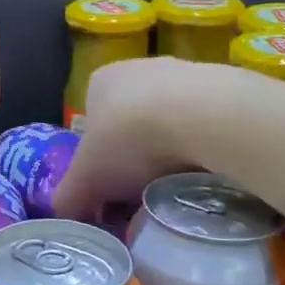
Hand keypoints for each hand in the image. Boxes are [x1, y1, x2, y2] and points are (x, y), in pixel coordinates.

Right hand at [52, 57, 216, 218]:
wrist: (202, 116)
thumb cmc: (129, 140)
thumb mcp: (86, 179)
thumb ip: (68, 198)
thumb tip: (61, 216)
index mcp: (99, 82)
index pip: (91, 125)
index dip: (98, 162)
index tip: (110, 193)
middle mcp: (138, 68)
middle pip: (131, 124)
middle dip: (135, 159)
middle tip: (142, 196)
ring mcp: (183, 72)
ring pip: (169, 123)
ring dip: (171, 153)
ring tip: (177, 187)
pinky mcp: (222, 85)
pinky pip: (206, 124)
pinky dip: (203, 146)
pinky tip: (207, 170)